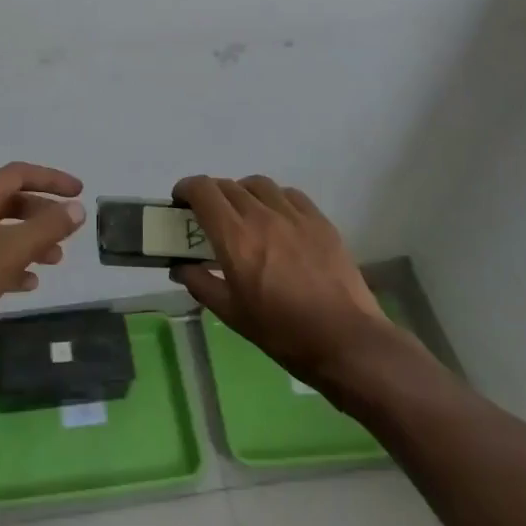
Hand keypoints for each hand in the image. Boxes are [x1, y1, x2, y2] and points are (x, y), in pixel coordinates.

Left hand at [0, 163, 85, 359]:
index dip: (51, 179)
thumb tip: (77, 208)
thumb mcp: (11, 250)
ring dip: (34, 241)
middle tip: (69, 231)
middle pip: (14, 202)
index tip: (79, 192)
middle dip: (44, 213)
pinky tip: (30, 283)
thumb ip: (47, 227)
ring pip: (6, 232)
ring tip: (56, 261)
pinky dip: (16, 265)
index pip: (20, 174)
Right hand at [171, 175, 413, 383]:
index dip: (186, 188)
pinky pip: (289, 194)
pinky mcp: (320, 221)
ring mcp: (294, 215)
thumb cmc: (282, 333)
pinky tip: (277, 219)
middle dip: (211, 194)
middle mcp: (262, 216)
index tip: (180, 202)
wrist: (345, 341)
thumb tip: (180, 267)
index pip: (203, 191)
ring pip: (259, 184)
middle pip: (228, 185)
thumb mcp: (232, 314)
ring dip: (242, 192)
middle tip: (208, 216)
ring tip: (243, 213)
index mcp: (235, 238)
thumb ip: (201, 283)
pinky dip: (274, 198)